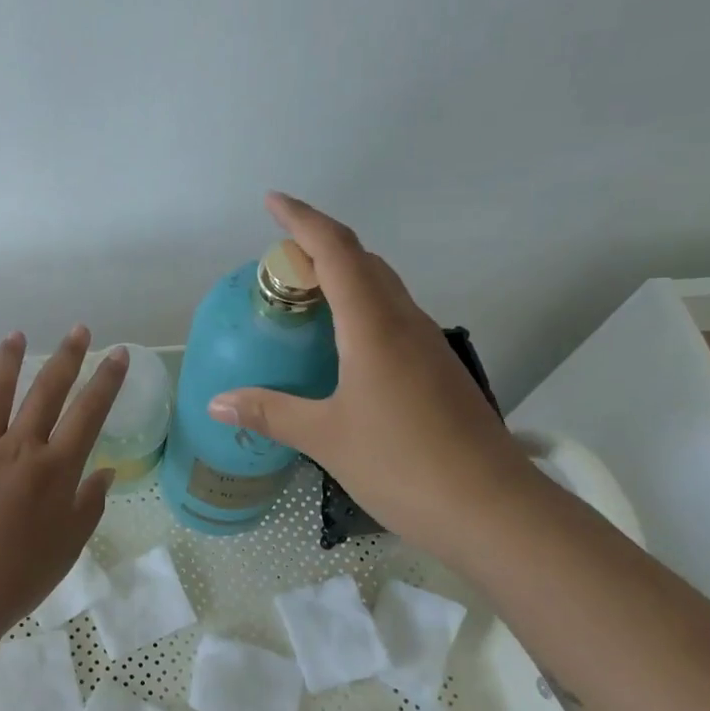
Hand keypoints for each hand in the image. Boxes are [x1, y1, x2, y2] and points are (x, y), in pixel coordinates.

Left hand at [0, 327, 128, 637]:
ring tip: (16, 335)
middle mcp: (18, 449)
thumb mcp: (69, 546)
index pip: (88, 413)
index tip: (117, 353)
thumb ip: (89, 504)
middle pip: (46, 392)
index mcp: (55, 470)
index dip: (106, 380)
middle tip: (78, 330)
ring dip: (8, 360)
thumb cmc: (18, 578)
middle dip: (66, 357)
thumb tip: (106, 472)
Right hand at [208, 193, 534, 553]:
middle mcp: (405, 322)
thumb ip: (270, 413)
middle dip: (320, 247)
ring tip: (304, 300)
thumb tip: (217, 403)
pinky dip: (361, 311)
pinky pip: (393, 318)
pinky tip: (342, 348)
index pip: (336, 251)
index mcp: (374, 325)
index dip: (303, 220)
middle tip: (279, 265)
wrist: (492, 508)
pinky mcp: (438, 371)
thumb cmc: (402, 464)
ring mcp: (428, 346)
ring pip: (383, 289)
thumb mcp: (326, 438)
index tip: (272, 202)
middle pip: (363, 262)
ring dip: (344, 278)